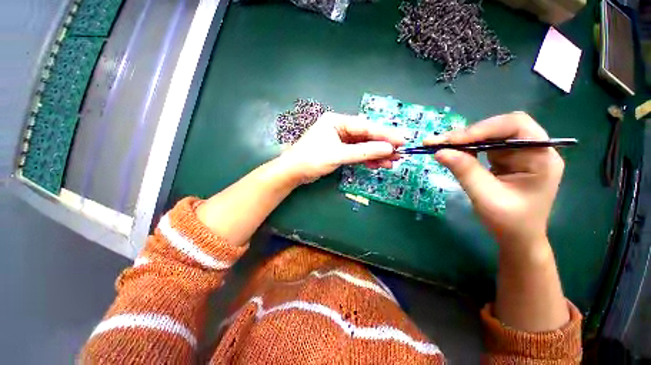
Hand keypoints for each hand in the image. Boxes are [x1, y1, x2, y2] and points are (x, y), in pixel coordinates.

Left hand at [279, 112, 404, 183]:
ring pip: (363, 145)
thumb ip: (363, 151)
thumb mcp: (338, 155)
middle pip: (366, 136)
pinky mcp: (339, 150)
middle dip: (382, 146)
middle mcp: (340, 128)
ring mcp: (340, 140)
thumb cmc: (312, 159)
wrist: (293, 172)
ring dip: (376, 154)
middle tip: (399, 154)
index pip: (366, 127)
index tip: (403, 140)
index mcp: (337, 121)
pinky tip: (377, 164)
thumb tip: (388, 149)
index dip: (385, 134)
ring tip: (391, 163)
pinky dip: (366, 159)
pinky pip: (356, 153)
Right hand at [427, 112, 564, 250]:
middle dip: (467, 133)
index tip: (452, 140)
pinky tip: (450, 151)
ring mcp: (518, 153)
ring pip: (488, 134)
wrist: (517, 238)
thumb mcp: (486, 197)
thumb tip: (439, 152)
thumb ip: (465, 171)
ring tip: (438, 145)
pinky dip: (464, 147)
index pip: (515, 126)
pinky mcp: (505, 159)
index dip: (482, 128)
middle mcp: (532, 149)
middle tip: (438, 141)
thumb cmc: (509, 222)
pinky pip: (483, 145)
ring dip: (461, 139)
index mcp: (541, 157)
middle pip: (499, 127)